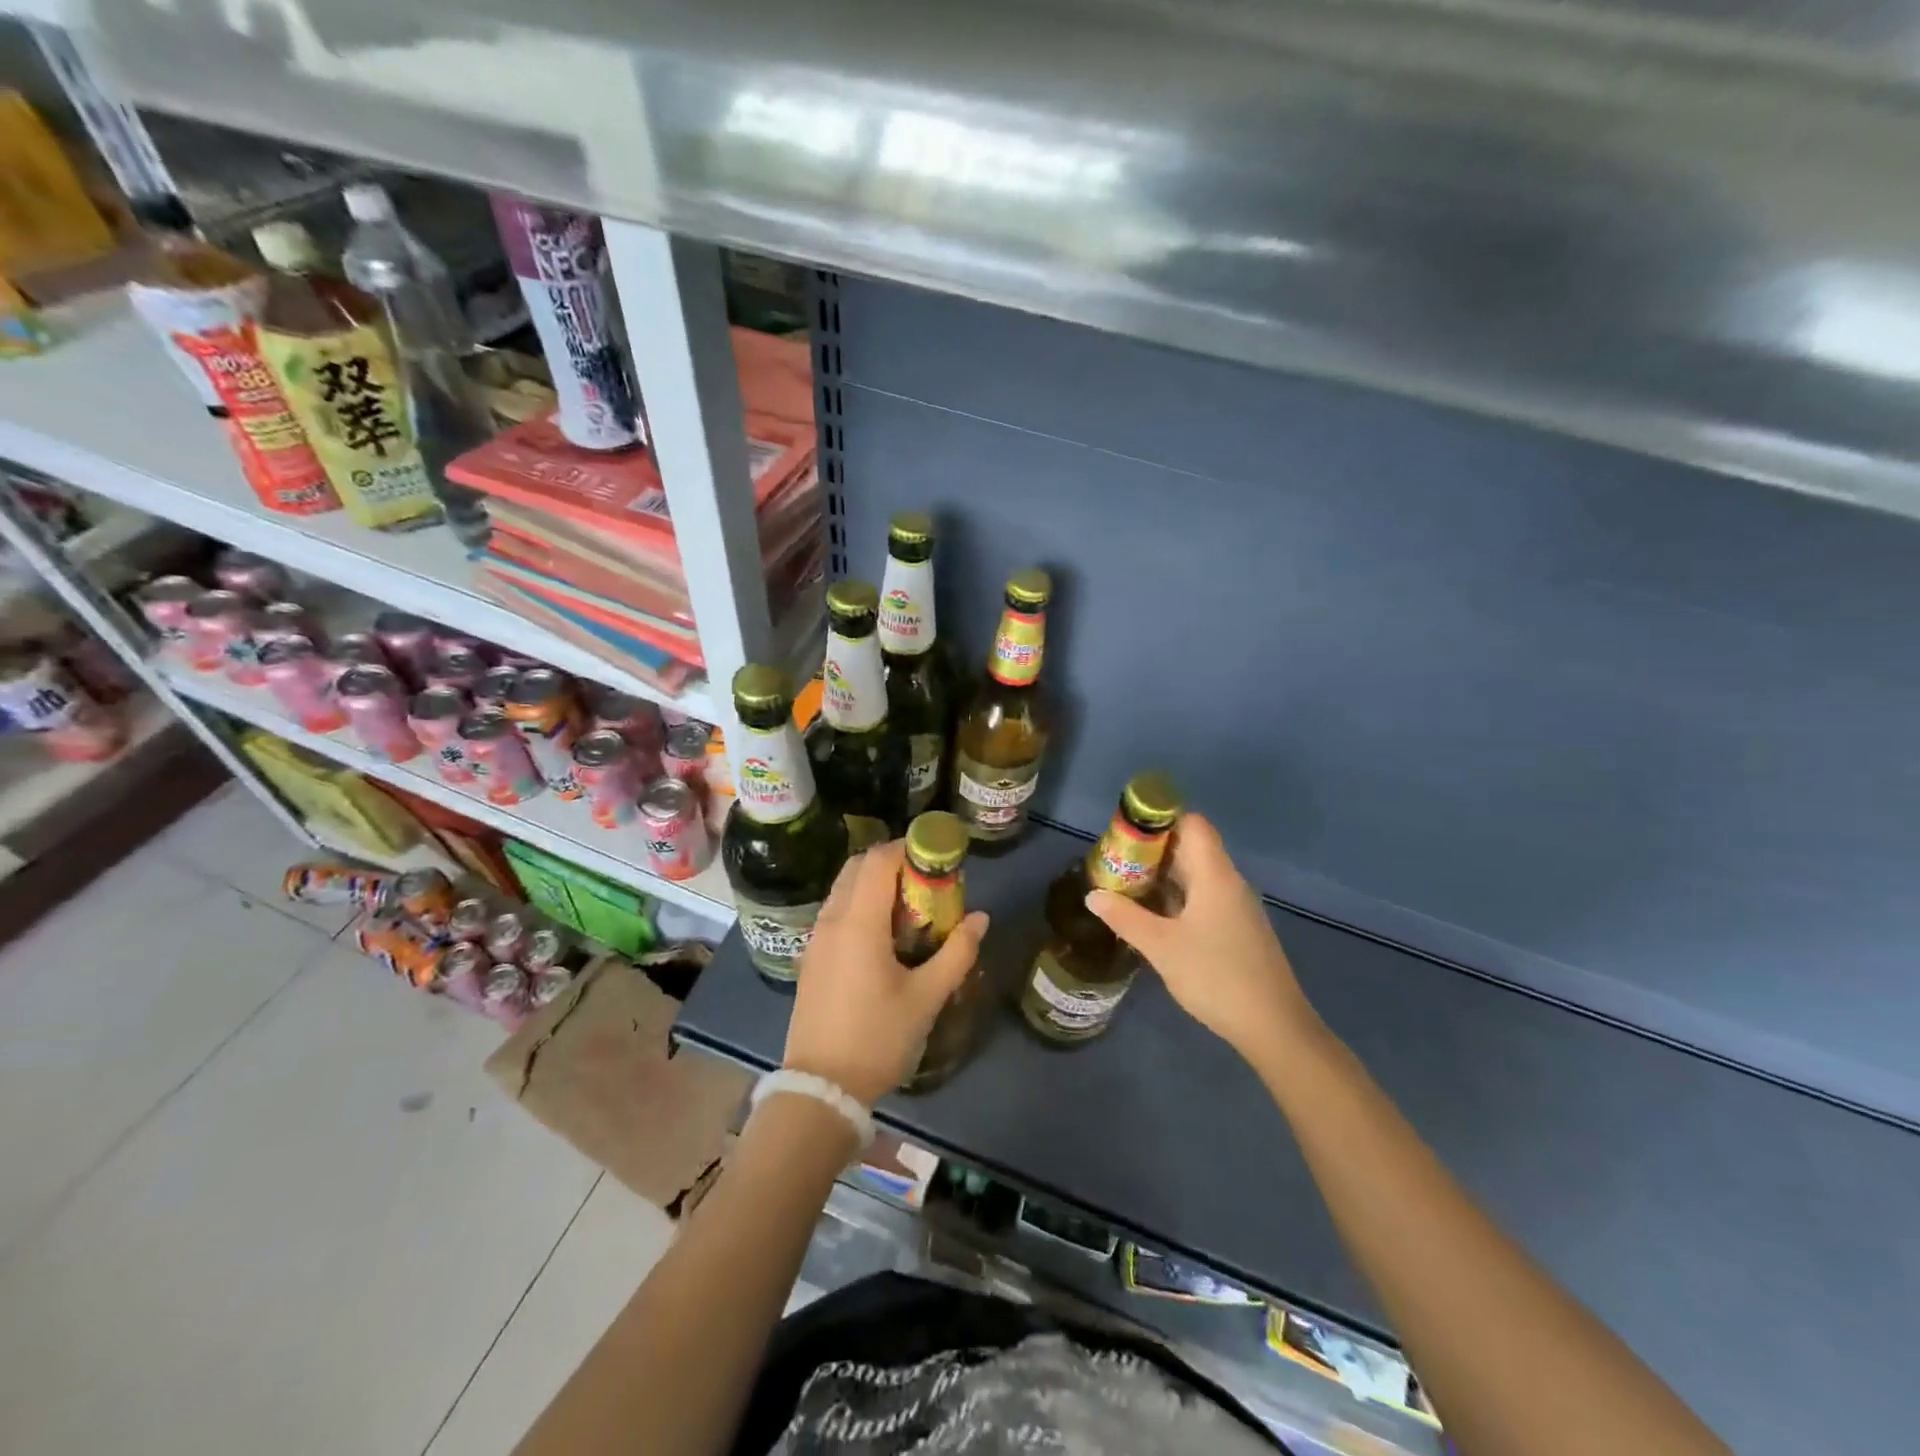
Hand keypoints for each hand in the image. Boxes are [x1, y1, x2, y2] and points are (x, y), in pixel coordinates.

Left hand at [784, 841, 989, 1105]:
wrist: (820, 1088)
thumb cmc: (877, 1038)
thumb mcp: (927, 998)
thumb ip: (957, 953)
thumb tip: (980, 918)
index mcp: (858, 923)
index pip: (878, 860)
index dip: (907, 848)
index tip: (937, 857)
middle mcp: (832, 920)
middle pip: (857, 867)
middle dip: (892, 863)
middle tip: (926, 882)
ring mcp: (816, 938)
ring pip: (844, 888)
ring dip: (874, 884)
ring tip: (910, 909)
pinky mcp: (811, 957)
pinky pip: (836, 912)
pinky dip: (860, 905)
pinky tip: (884, 936)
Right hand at [1086, 813, 1318, 1065]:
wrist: (1273, 1027)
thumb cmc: (1215, 976)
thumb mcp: (1161, 947)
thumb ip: (1125, 917)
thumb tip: (1093, 895)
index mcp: (1215, 875)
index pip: (1192, 824)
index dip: (1160, 820)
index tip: (1127, 833)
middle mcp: (1228, 883)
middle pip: (1191, 848)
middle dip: (1152, 851)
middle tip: (1116, 863)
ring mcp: (1235, 908)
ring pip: (1196, 876)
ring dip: (1162, 878)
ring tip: (1125, 888)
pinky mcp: (1237, 930)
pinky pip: (1203, 899)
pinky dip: (1176, 899)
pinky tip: (1153, 919)